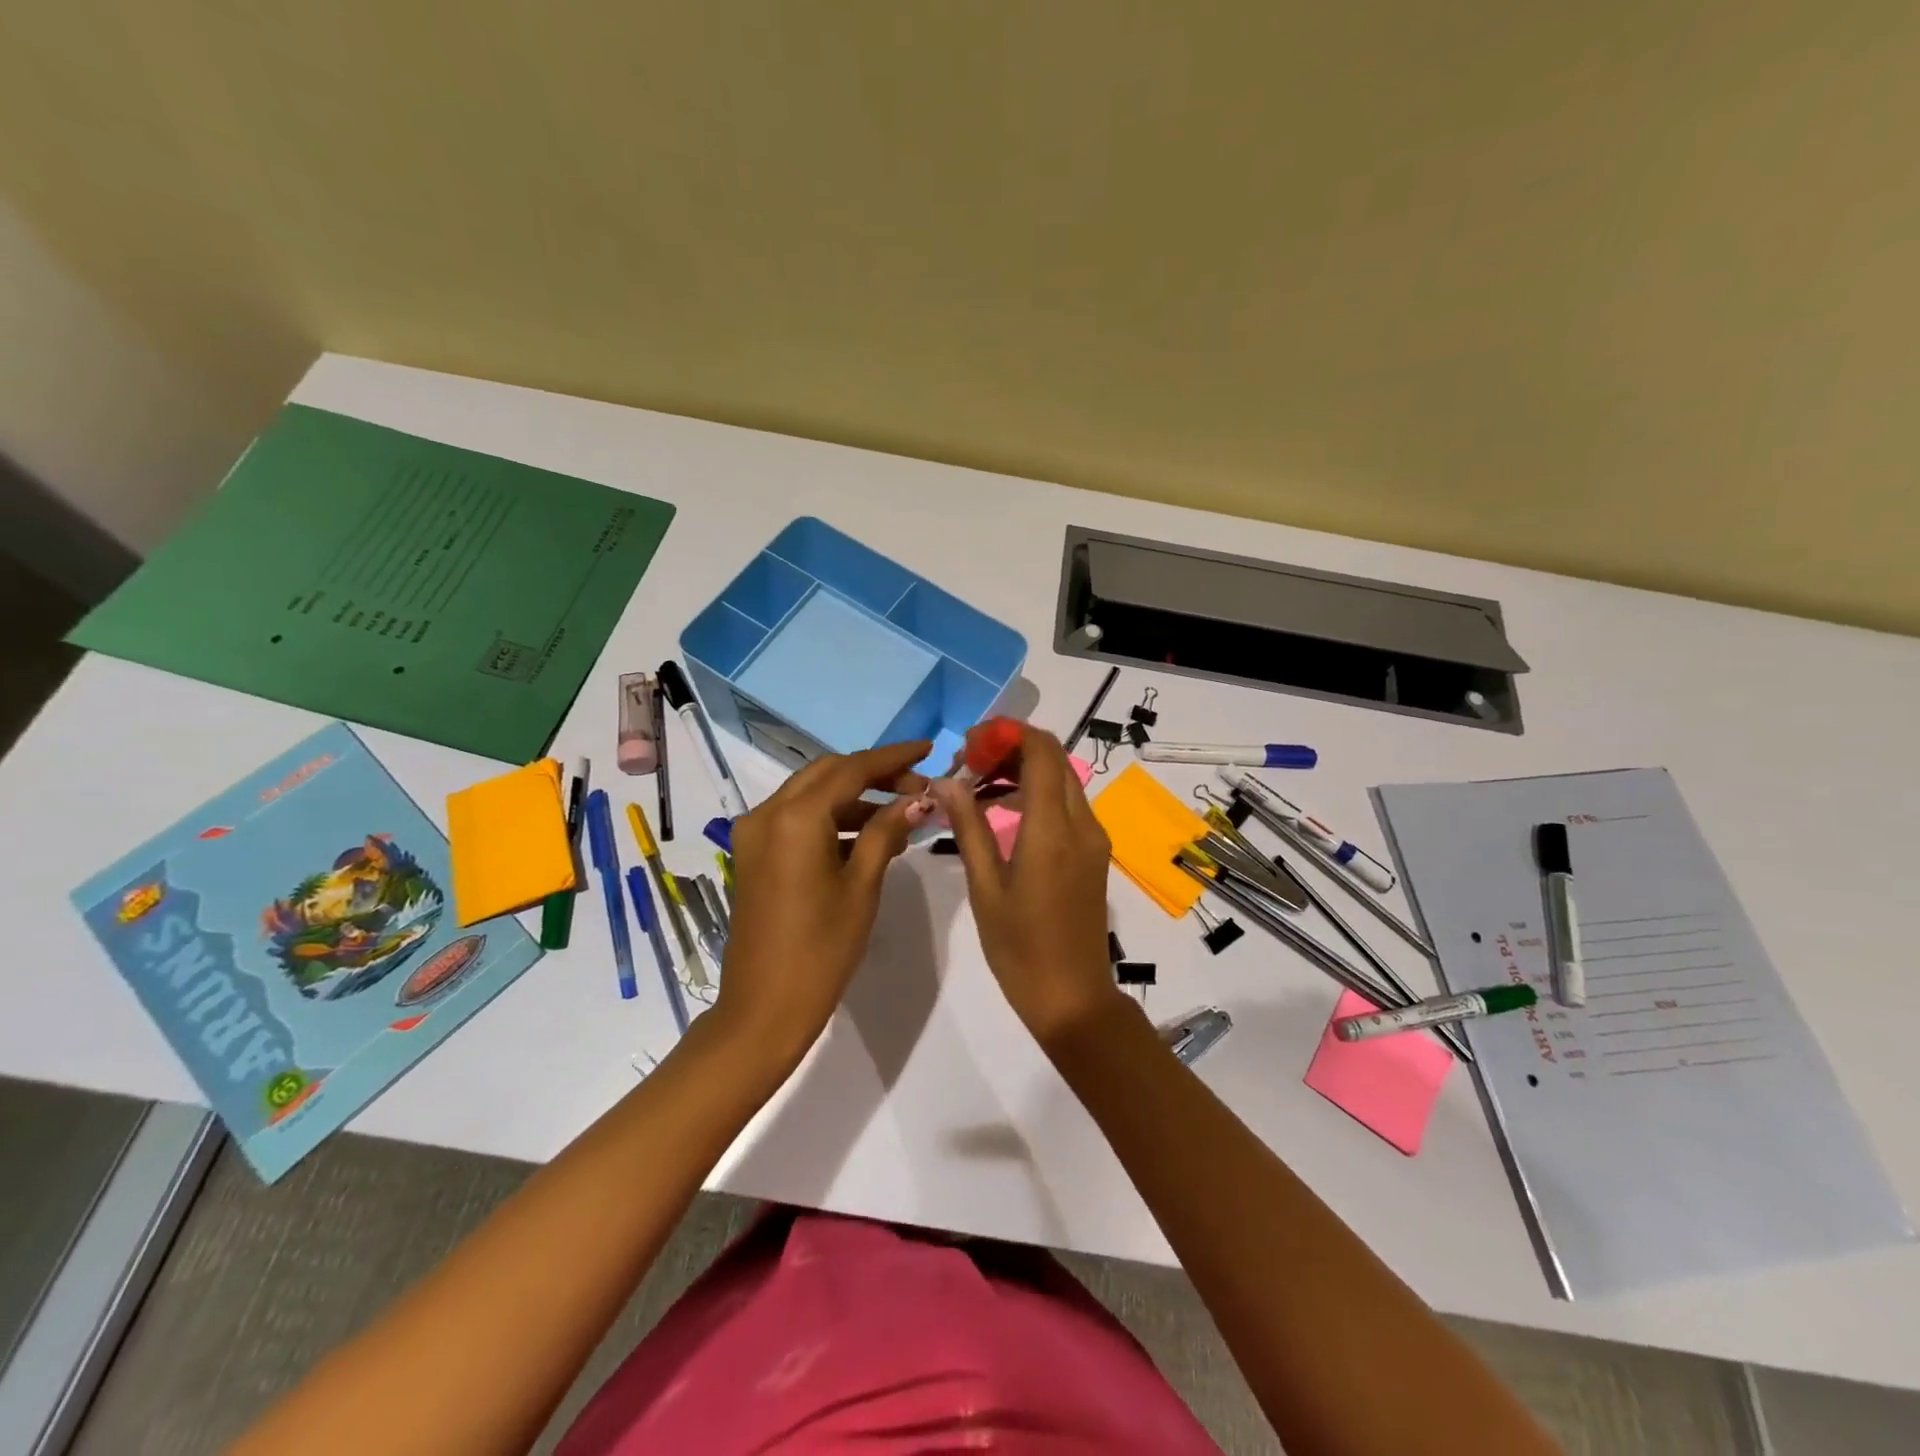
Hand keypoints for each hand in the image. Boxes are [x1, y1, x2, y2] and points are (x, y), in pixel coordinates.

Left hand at [716, 741, 932, 1071]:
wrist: (764, 1009)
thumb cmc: (821, 950)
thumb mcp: (862, 886)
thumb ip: (887, 832)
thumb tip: (918, 798)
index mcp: (795, 817)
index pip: (852, 769)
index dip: (893, 758)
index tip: (928, 750)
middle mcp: (767, 812)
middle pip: (828, 773)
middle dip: (875, 774)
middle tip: (918, 787)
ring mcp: (755, 833)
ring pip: (812, 794)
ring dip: (855, 797)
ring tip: (903, 815)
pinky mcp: (755, 853)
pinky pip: (798, 819)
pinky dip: (833, 819)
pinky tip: (870, 836)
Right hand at [937, 727, 1123, 1049]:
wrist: (1073, 998)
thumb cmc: (1020, 949)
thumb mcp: (985, 888)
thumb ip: (969, 828)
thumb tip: (947, 782)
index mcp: (1053, 829)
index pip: (1042, 752)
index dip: (1007, 734)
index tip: (970, 744)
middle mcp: (1082, 824)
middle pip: (1055, 759)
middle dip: (1012, 748)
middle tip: (969, 764)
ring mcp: (1093, 839)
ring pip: (1063, 780)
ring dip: (1024, 770)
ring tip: (977, 786)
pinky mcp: (1094, 854)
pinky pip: (1068, 805)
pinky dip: (1037, 794)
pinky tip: (1002, 813)